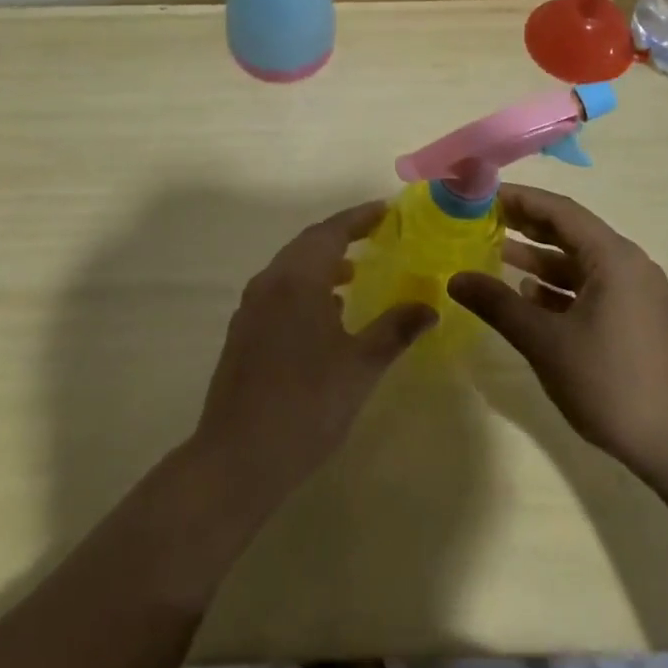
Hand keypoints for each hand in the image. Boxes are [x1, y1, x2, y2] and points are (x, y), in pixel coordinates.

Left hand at [192, 201, 436, 508]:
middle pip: (307, 244)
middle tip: (375, 234)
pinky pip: (279, 291)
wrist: (238, 457)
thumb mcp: (361, 366)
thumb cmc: (307, 405)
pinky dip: (305, 287)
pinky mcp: (243, 332)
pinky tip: (326, 314)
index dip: (359, 218)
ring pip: (290, 269)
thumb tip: (429, 305)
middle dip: (341, 236)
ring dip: (322, 263)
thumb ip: (395, 329)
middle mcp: (269, 283)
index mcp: (296, 280)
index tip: (386, 209)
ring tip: (354, 273)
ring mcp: (251, 308)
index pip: (330, 232)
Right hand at [448, 185, 667, 472]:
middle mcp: (629, 266)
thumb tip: (455, 279)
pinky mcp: (636, 321)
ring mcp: (635, 295)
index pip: (559, 210)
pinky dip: (557, 288)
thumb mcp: (545, 342)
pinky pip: (590, 289)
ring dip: (539, 259)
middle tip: (480, 221)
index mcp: (613, 258)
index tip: (481, 196)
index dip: (519, 199)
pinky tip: (527, 298)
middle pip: (570, 232)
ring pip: (579, 263)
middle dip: (525, 226)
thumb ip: (498, 305)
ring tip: (493, 255)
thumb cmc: (610, 383)